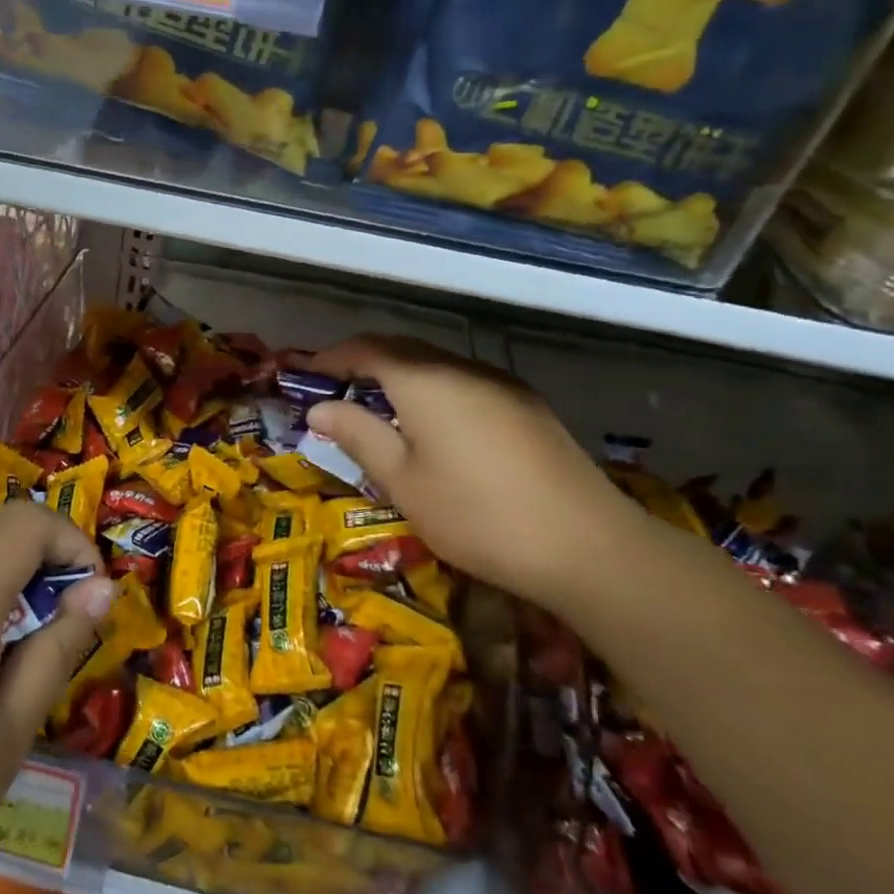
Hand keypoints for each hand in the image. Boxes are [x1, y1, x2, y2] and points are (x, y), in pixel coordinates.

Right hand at [307, 336, 646, 610]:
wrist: (585, 544)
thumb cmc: (476, 515)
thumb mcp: (402, 481)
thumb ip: (358, 435)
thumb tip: (319, 408)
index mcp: (424, 380)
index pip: (367, 349)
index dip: (333, 357)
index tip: (308, 372)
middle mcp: (462, 367)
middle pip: (403, 350)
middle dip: (365, 362)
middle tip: (338, 389)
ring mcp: (500, 384)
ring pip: (437, 365)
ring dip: (402, 376)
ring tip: (381, 408)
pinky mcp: (527, 405)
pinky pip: (465, 382)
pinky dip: (435, 391)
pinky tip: (435, 425)